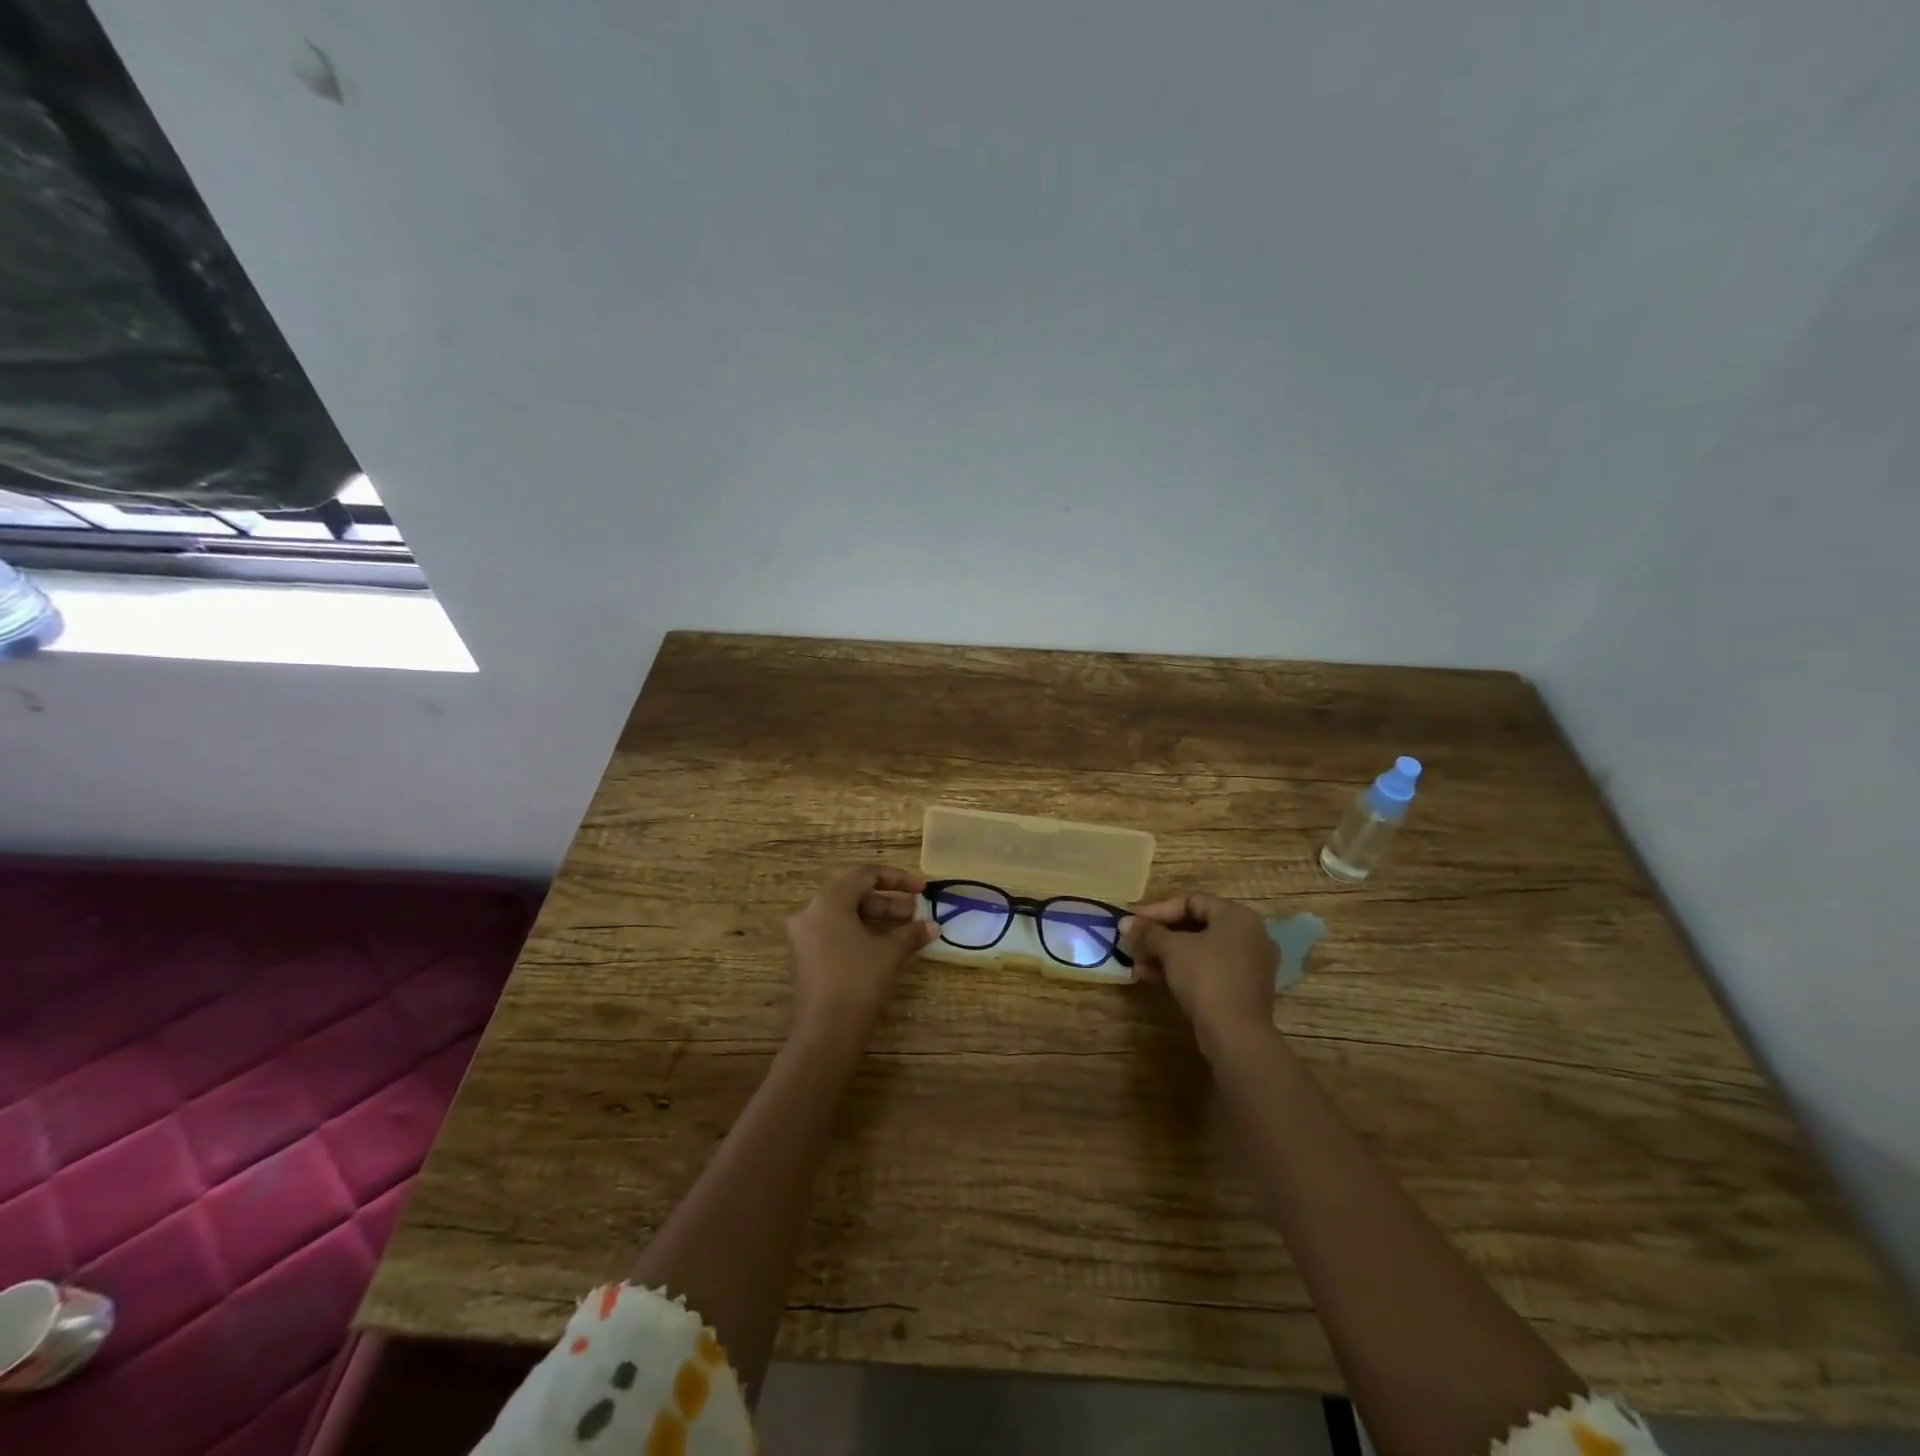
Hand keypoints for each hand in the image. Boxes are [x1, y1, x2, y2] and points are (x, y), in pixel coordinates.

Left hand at [785, 865, 939, 1041]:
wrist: (826, 1032)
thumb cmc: (858, 980)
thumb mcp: (890, 953)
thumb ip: (912, 933)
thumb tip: (933, 926)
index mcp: (829, 901)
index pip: (866, 875)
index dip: (898, 879)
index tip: (923, 890)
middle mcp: (811, 913)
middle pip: (855, 895)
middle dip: (890, 903)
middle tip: (917, 915)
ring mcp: (805, 938)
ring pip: (847, 917)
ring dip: (878, 920)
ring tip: (908, 932)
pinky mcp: (806, 959)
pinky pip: (837, 935)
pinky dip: (862, 935)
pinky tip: (886, 950)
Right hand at [1122, 891, 1278, 1046]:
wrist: (1236, 1034)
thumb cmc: (1206, 977)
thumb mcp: (1172, 949)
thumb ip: (1148, 932)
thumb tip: (1124, 922)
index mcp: (1237, 917)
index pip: (1192, 901)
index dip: (1158, 909)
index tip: (1134, 921)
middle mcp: (1249, 936)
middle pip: (1196, 926)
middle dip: (1160, 934)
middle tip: (1134, 941)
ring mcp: (1249, 965)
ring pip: (1200, 950)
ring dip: (1165, 954)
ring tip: (1137, 963)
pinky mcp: (1242, 990)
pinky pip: (1208, 970)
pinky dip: (1181, 970)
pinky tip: (1151, 977)